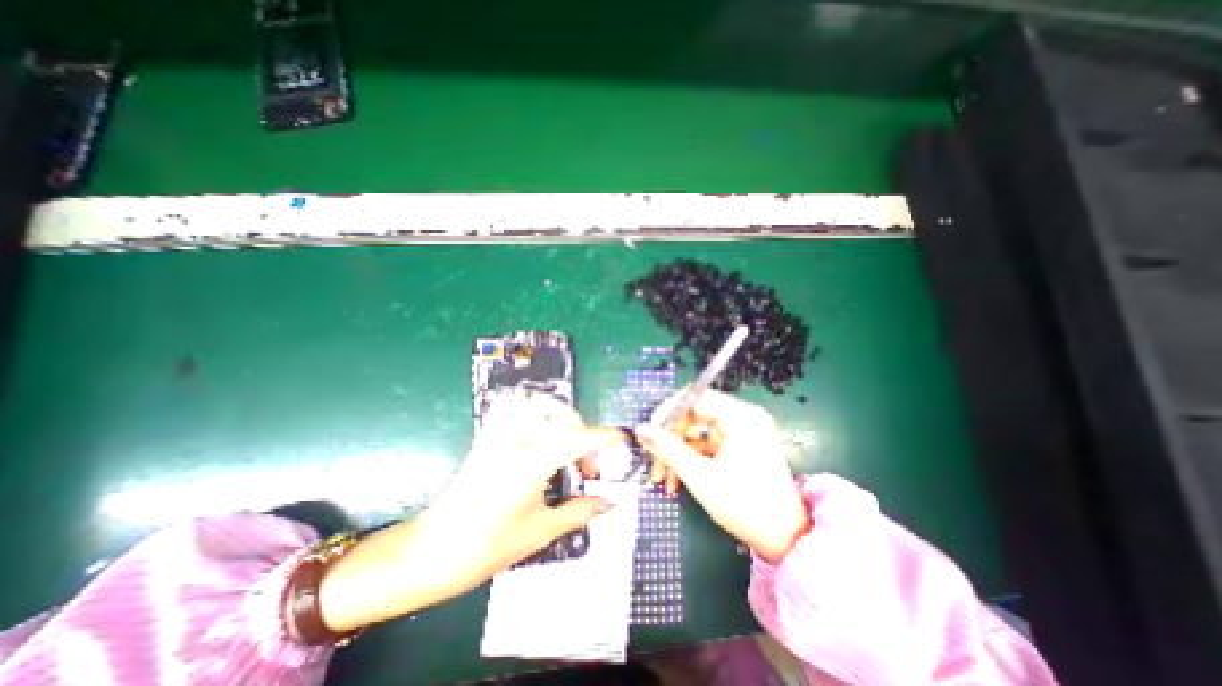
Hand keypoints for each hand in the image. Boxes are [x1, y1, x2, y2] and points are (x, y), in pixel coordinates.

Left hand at [316, 393, 622, 627]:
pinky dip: (533, 409)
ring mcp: (497, 434)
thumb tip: (609, 502)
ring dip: (562, 417)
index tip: (623, 437)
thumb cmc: (486, 547)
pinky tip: (539, 430)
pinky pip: (513, 407)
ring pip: (539, 404)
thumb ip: (579, 511)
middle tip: (588, 468)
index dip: (605, 437)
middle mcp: (515, 440)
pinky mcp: (485, 436)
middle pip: (562, 417)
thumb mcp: (540, 532)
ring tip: (567, 444)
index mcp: (530, 463)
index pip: (578, 439)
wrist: (431, 551)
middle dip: (585, 436)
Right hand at [636, 389, 807, 564]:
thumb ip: (668, 449)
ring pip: (696, 432)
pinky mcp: (738, 445)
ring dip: (676, 453)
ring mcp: (741, 431)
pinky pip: (706, 444)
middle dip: (670, 439)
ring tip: (661, 478)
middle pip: (693, 415)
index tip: (649, 432)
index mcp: (740, 417)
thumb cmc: (745, 507)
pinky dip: (690, 459)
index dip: (668, 411)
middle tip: (652, 461)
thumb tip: (641, 429)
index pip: (695, 397)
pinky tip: (676, 480)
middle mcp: (742, 417)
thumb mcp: (701, 477)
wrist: (785, 540)